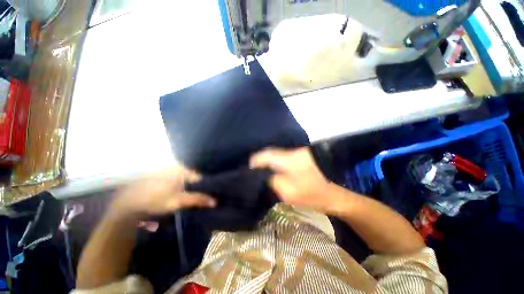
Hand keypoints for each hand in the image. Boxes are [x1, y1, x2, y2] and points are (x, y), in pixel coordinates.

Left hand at [111, 167, 215, 217]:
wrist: (127, 203)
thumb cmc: (154, 200)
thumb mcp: (178, 201)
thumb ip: (197, 199)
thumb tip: (216, 201)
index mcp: (181, 169)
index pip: (199, 177)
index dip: (205, 187)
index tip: (208, 194)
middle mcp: (175, 166)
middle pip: (192, 177)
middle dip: (196, 186)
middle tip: (199, 197)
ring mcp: (167, 169)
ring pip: (184, 178)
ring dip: (188, 186)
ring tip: (189, 196)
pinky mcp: (160, 173)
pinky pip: (176, 178)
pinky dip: (179, 185)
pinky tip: (178, 193)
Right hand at [250, 147, 340, 213]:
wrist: (335, 193)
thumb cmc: (312, 194)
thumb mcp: (288, 192)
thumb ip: (272, 181)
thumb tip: (263, 175)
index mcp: (287, 160)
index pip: (264, 156)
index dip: (254, 163)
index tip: (248, 171)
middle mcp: (290, 152)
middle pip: (269, 152)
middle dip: (259, 161)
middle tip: (253, 172)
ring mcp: (296, 153)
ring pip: (275, 154)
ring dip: (267, 161)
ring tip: (260, 171)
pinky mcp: (299, 157)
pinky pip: (282, 157)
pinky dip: (275, 162)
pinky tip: (272, 170)